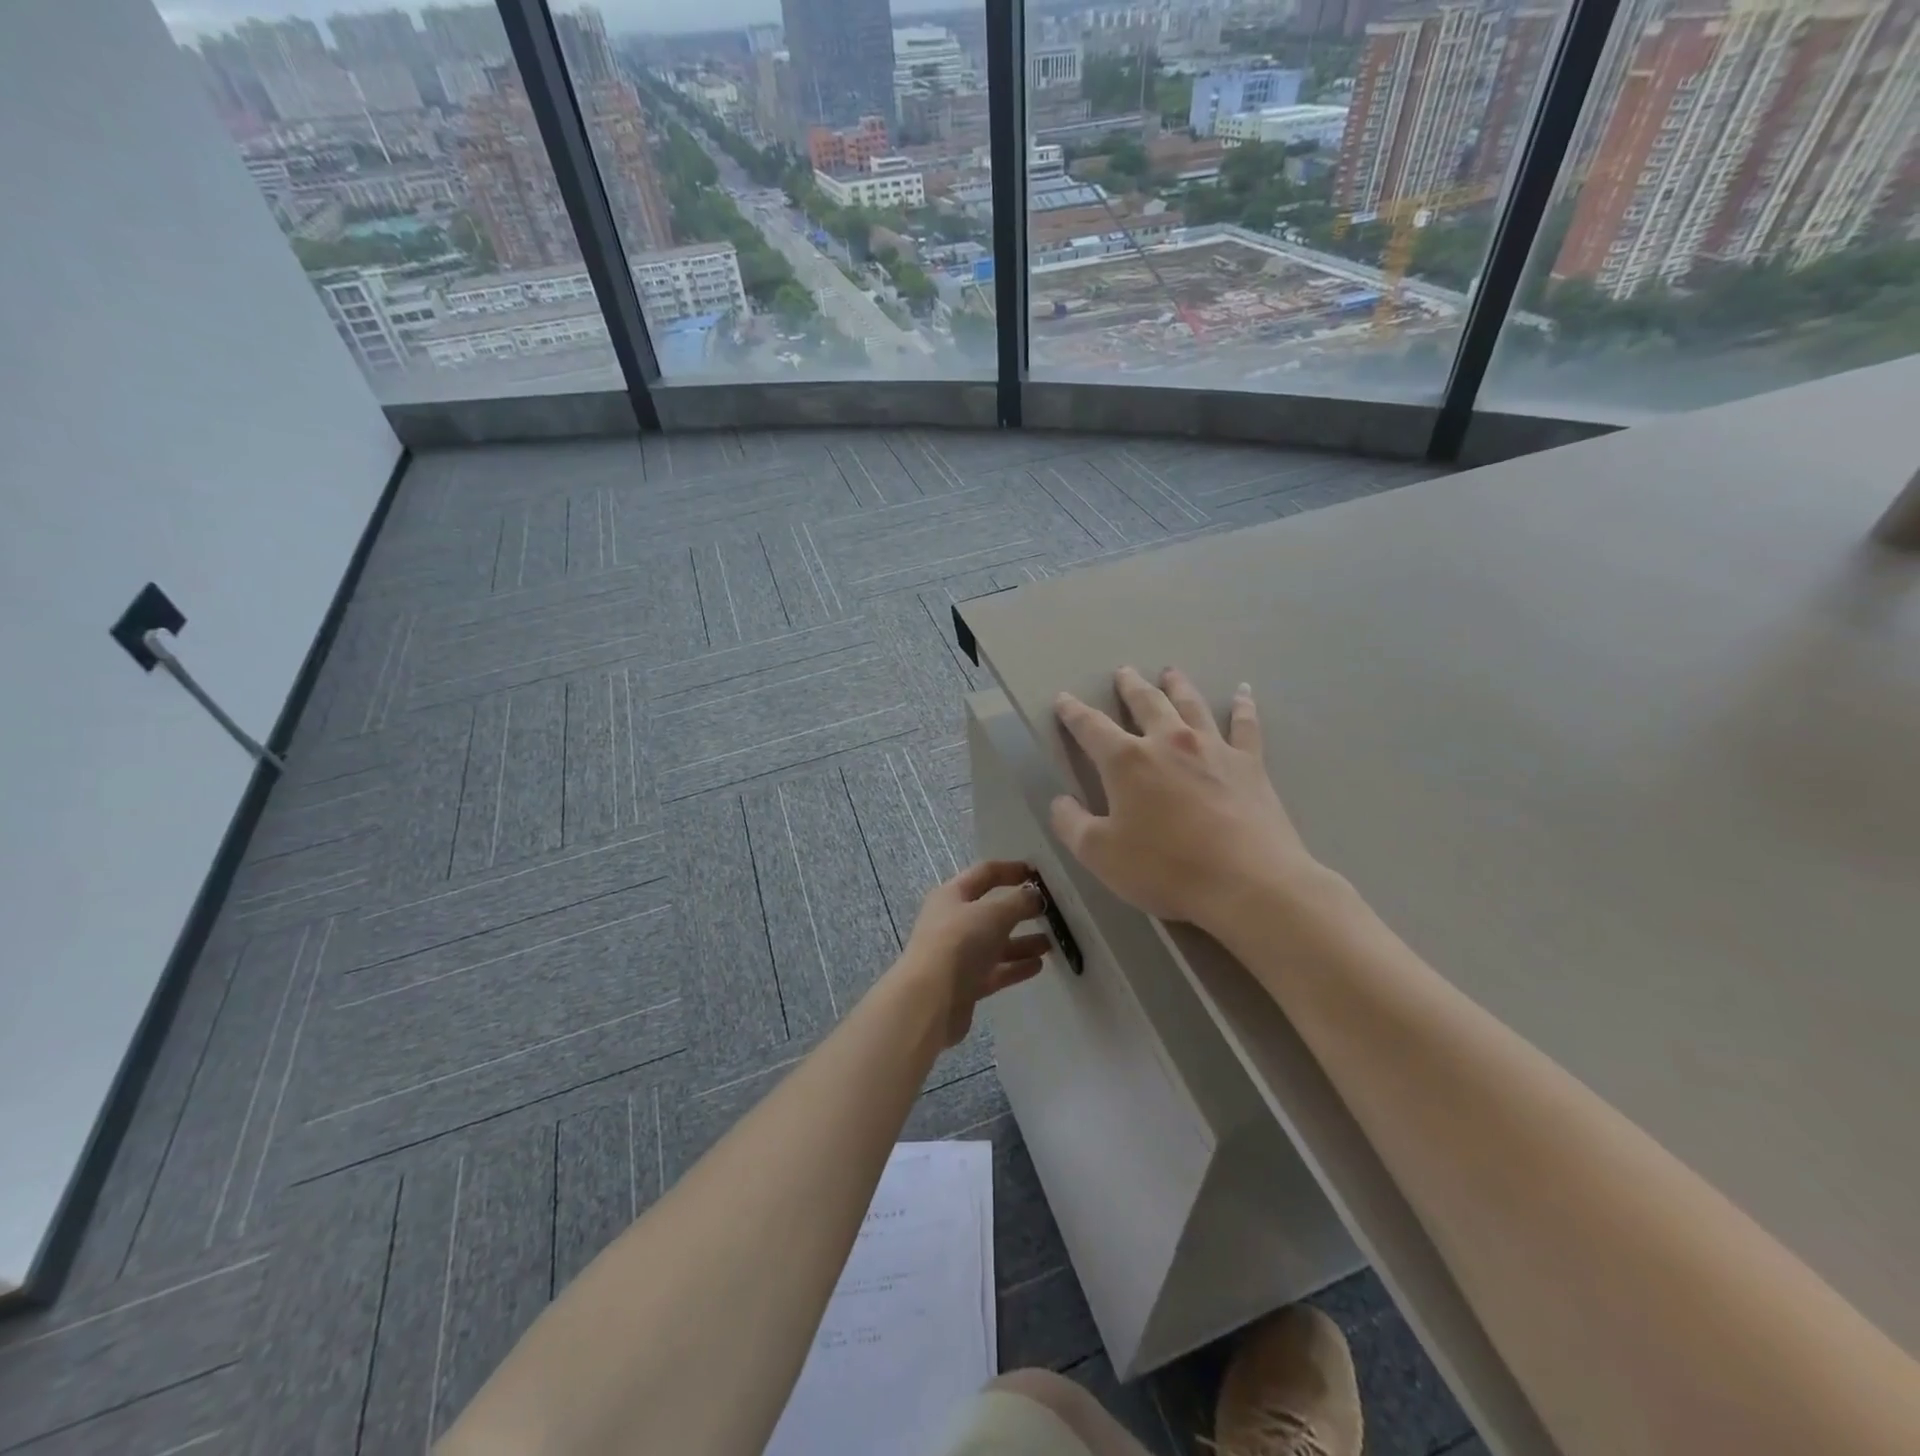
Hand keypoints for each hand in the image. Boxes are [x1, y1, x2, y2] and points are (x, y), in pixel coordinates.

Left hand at [898, 861, 1050, 1047]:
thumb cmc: (960, 943)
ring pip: (995, 943)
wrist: (931, 1000)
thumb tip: (1035, 896)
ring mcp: (958, 954)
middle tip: (1050, 911)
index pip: (985, 873)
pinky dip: (1015, 966)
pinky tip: (1038, 965)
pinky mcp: (965, 983)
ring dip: (1022, 941)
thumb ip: (1019, 902)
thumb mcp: (994, 914)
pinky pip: (995, 970)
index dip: (1011, 870)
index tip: (1039, 874)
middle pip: (991, 910)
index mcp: (952, 895)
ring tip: (1050, 943)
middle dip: (1020, 909)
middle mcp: (952, 922)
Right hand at [1050, 667, 1321, 930]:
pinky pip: (1245, 725)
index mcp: (1127, 761)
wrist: (1247, 883)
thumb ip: (1072, 825)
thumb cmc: (1166, 869)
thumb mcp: (1100, 855)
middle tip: (1123, 672)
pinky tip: (1244, 692)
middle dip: (1130, 687)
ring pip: (1191, 704)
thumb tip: (1060, 802)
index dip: (1073, 712)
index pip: (1091, 727)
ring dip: (1177, 686)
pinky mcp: (1249, 764)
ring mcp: (1213, 749)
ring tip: (1169, 672)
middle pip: (1146, 703)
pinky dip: (1243, 706)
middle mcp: (1168, 742)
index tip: (1064, 699)